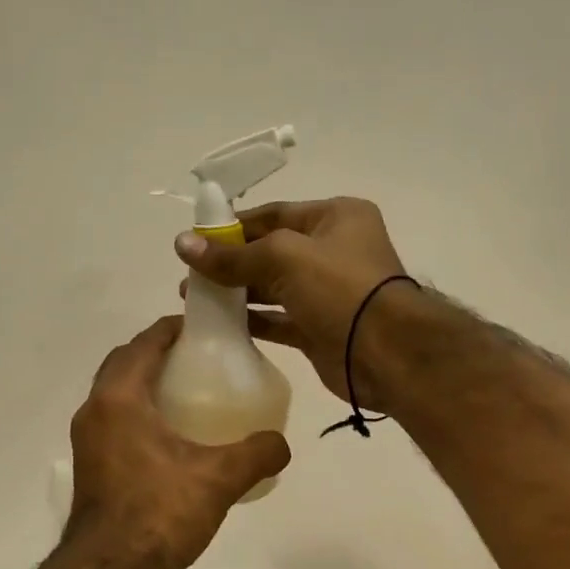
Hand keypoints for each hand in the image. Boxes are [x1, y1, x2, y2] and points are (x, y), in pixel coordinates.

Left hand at [66, 317, 291, 568]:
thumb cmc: (158, 513)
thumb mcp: (218, 479)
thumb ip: (257, 454)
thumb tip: (282, 444)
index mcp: (119, 398)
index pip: (144, 344)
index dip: (171, 329)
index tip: (201, 326)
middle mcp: (94, 410)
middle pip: (124, 363)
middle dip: (156, 352)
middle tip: (197, 357)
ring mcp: (87, 439)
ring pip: (116, 393)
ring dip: (144, 382)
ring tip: (187, 392)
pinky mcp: (90, 464)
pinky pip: (114, 419)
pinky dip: (138, 411)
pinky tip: (170, 436)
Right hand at [176, 197, 410, 411]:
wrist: (387, 353)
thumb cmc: (340, 288)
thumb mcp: (283, 258)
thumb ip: (232, 255)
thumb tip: (181, 244)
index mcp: (335, 218)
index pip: (274, 215)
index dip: (233, 226)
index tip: (195, 240)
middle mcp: (333, 251)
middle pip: (270, 252)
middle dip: (230, 262)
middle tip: (189, 276)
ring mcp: (328, 293)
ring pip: (272, 288)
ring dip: (236, 293)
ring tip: (194, 299)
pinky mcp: (320, 329)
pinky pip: (279, 320)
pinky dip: (252, 321)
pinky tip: (220, 324)